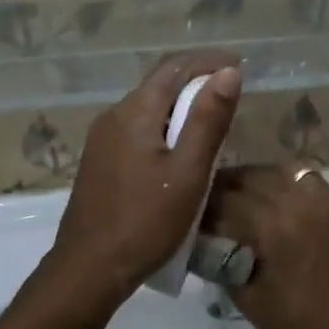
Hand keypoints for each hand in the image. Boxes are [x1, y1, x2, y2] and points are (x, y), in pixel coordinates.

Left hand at [45, 53, 240, 305]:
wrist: (89, 268)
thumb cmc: (145, 221)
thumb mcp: (188, 172)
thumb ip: (208, 120)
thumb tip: (229, 71)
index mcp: (135, 112)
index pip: (174, 68)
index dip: (209, 60)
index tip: (240, 64)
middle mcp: (113, 116)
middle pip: (158, 84)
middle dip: (195, 79)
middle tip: (231, 90)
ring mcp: (101, 139)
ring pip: (147, 107)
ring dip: (179, 104)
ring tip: (212, 117)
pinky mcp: (99, 160)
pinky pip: (136, 129)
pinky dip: (163, 125)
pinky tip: (178, 147)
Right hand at [205, 165, 328, 328]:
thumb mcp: (250, 300)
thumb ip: (223, 261)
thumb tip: (204, 242)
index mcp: (277, 225)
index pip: (227, 198)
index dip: (204, 204)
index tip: (189, 212)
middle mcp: (305, 203)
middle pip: (255, 176)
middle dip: (229, 186)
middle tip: (212, 202)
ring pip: (287, 174)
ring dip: (261, 183)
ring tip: (247, 202)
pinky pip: (314, 189)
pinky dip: (291, 192)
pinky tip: (282, 215)